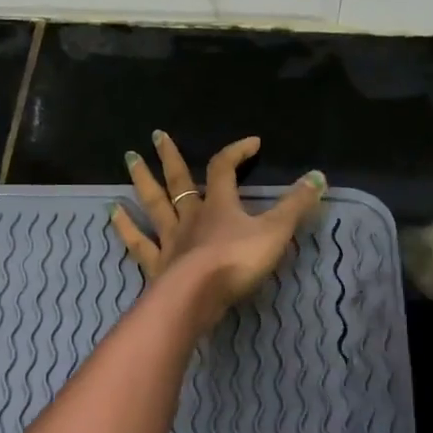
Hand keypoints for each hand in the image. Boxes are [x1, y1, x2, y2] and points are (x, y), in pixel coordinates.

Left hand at [111, 132, 325, 325]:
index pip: (224, 168)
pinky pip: (138, 242)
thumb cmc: (237, 262)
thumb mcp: (275, 232)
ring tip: (129, 160)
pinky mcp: (156, 264)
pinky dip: (126, 227)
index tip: (252, 143)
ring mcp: (170, 239)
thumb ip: (296, 206)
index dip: (236, 152)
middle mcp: (190, 216)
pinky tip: (112, 212)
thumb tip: (319, 176)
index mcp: (219, 204)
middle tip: (155, 135)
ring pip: (155, 204)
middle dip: (170, 156)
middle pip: (179, 179)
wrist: (197, 297)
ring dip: (142, 181)